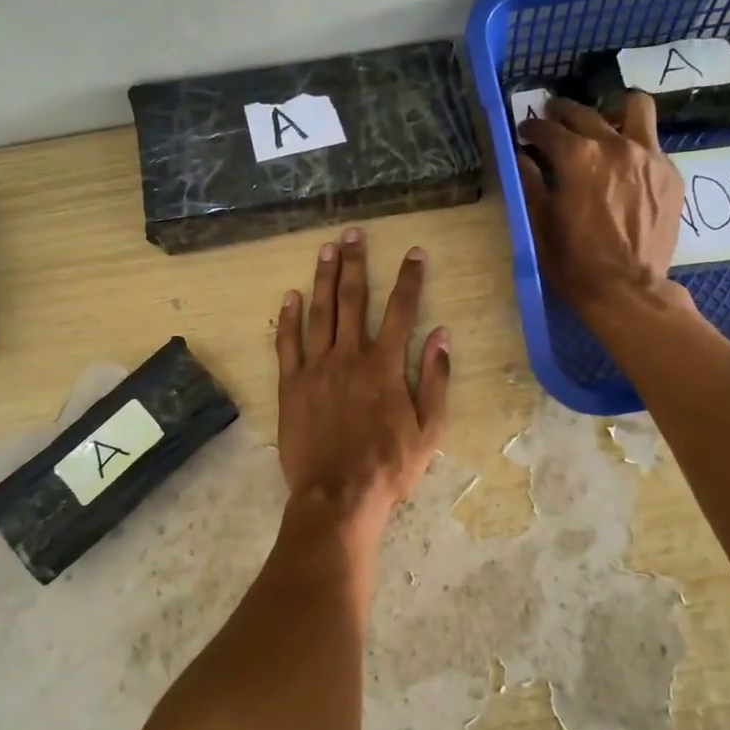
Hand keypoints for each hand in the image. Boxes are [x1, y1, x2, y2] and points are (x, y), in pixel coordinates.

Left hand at [275, 229, 449, 526]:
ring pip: (320, 312)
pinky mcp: (291, 385)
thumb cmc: (389, 467)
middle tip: (354, 234)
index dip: (409, 279)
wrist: (337, 496)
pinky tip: (291, 296)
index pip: (402, 310)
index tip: (414, 252)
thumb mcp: (429, 429)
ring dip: (324, 278)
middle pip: (354, 299)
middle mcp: (350, 356)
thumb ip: (436, 379)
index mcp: (385, 366)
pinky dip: (289, 318)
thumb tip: (442, 335)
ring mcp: (316, 368)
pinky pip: (288, 343)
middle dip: (356, 263)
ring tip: (326, 249)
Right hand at [517, 93, 686, 316]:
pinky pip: (652, 143)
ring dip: (614, 112)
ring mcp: (649, 156)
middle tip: (554, 121)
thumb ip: (531, 182)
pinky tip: (625, 168)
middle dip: (563, 112)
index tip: (525, 133)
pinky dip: (634, 146)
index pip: (548, 129)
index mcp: (577, 157)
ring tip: (603, 127)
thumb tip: (522, 156)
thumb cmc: (575, 261)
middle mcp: (615, 145)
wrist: (628, 289)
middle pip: (585, 112)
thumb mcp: (541, 223)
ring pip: (635, 108)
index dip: (531, 128)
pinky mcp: (670, 173)